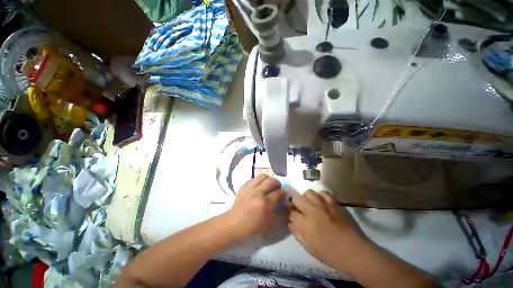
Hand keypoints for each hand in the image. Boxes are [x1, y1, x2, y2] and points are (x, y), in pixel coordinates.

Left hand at [226, 174, 285, 239]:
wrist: (234, 223)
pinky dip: (259, 181)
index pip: (279, 193)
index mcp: (266, 204)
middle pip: (271, 181)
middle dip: (277, 183)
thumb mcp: (270, 224)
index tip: (285, 193)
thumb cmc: (253, 226)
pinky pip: (254, 178)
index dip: (284, 192)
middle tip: (277, 187)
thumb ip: (280, 213)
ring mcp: (250, 188)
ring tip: (268, 184)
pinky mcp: (244, 186)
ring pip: (263, 176)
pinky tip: (259, 186)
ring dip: (268, 179)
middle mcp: (258, 193)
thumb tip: (287, 203)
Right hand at [289, 190, 363, 269]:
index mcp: (306, 224)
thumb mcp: (309, 248)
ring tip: (310, 205)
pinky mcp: (333, 203)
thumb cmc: (330, 253)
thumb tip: (290, 222)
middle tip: (300, 211)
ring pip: (308, 192)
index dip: (291, 215)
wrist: (353, 251)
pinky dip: (319, 196)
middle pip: (297, 199)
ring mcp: (324, 205)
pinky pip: (323, 192)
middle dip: (296, 204)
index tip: (293, 218)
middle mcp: (313, 211)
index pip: (291, 213)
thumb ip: (297, 233)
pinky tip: (320, 203)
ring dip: (306, 198)